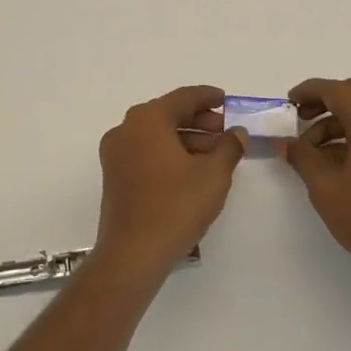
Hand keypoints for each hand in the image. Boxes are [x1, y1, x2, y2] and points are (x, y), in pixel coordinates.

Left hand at [93, 86, 247, 284]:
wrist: (133, 253)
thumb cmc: (175, 206)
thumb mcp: (213, 174)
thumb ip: (229, 147)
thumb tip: (236, 133)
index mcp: (147, 120)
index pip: (183, 97)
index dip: (208, 97)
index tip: (226, 100)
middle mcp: (126, 129)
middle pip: (168, 114)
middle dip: (199, 121)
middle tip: (225, 131)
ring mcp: (116, 154)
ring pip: (157, 135)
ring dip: (186, 139)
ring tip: (215, 154)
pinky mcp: (114, 176)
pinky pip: (146, 152)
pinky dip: (169, 153)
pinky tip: (192, 170)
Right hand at [281, 77, 350, 295]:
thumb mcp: (325, 186)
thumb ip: (301, 156)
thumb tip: (283, 142)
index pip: (336, 90)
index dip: (309, 91)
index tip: (288, 102)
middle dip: (326, 100)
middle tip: (301, 118)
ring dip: (339, 118)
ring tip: (312, 149)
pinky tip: (335, 158)